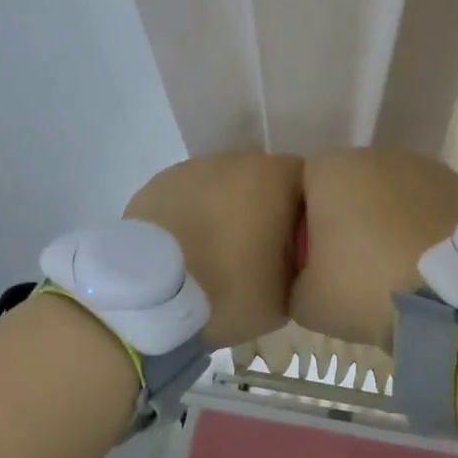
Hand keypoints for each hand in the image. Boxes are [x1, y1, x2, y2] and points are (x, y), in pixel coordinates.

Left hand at [124, 153, 303, 346]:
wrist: (151, 297)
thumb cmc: (231, 290)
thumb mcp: (288, 292)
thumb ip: (301, 263)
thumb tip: (295, 256)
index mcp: (276, 176)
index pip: (307, 183)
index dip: (304, 213)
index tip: (296, 245)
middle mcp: (236, 159)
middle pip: (262, 180)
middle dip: (263, 208)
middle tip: (257, 252)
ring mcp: (193, 168)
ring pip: (222, 186)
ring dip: (225, 210)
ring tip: (215, 253)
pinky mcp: (157, 184)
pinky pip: (188, 197)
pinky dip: (192, 215)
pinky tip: (185, 249)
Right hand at [290, 147, 457, 350]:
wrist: (449, 295)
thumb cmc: (365, 287)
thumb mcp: (304, 300)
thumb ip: (295, 278)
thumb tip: (307, 275)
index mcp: (329, 169)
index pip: (302, 189)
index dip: (306, 225)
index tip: (316, 260)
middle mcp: (373, 153)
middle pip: (347, 184)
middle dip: (348, 215)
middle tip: (354, 263)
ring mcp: (418, 163)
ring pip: (387, 189)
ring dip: (386, 215)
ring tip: (394, 260)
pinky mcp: (453, 181)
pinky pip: (422, 199)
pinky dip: (418, 219)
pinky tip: (422, 254)